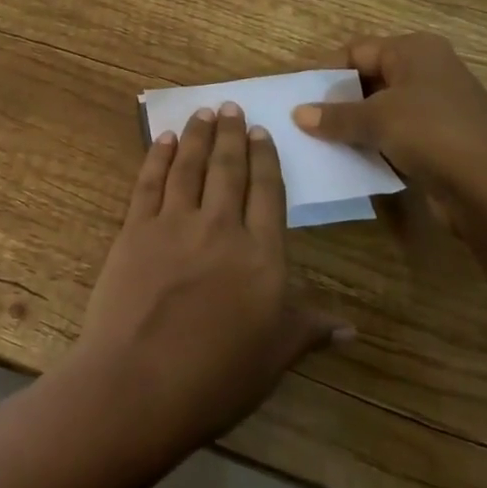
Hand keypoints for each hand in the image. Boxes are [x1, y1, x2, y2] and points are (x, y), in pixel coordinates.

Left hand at [79, 103, 351, 441]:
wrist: (141, 382)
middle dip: (231, 134)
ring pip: (189, 167)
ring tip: (203, 111)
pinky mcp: (135, 229)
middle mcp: (220, 227)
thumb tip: (352, 328)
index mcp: (261, 255)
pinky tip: (164, 139)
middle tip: (231, 106)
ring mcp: (173, 224)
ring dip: (197, 135)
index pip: (268, 193)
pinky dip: (158, 156)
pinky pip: (149, 182)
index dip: (266, 159)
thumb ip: (309, 329)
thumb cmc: (217, 377)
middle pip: (228, 169)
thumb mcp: (275, 356)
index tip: (262, 132)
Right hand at [291, 32, 486, 195]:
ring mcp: (437, 106)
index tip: (296, 92)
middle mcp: (427, 71)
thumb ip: (334, 116)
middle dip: (336, 99)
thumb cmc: (432, 133)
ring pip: (381, 109)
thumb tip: (298, 114)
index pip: (357, 50)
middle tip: (302, 118)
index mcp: (414, 51)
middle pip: (368, 78)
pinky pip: (395, 134)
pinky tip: (349, 159)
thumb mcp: (375, 119)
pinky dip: (373, 144)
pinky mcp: (440, 140)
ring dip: (353, 124)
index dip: (325, 69)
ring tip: (317, 140)